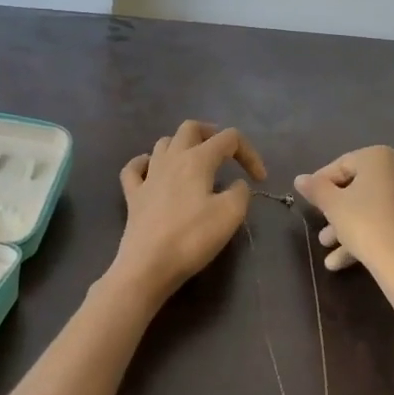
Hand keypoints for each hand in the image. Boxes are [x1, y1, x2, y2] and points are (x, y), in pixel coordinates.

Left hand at [110, 120, 266, 309]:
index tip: (260, 180)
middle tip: (226, 154)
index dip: (249, 153)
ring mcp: (148, 176)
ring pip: (164, 143)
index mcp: (197, 159)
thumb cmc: (192, 238)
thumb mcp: (230, 214)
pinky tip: (153, 171)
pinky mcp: (133, 195)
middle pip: (191, 128)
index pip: (229, 138)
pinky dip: (146, 163)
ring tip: (195, 163)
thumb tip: (236, 185)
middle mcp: (171, 159)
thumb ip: (240, 192)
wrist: (148, 266)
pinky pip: (135, 167)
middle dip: (212, 134)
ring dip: (183, 146)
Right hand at [294, 146, 393, 277]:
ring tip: (329, 252)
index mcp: (380, 157)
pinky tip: (347, 260)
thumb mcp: (332, 205)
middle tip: (322, 233)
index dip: (321, 184)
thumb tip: (300, 179)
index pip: (342, 165)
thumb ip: (315, 188)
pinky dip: (370, 234)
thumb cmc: (364, 224)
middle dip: (336, 212)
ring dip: (349, 228)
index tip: (309, 203)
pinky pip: (389, 221)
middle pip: (359, 188)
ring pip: (374, 208)